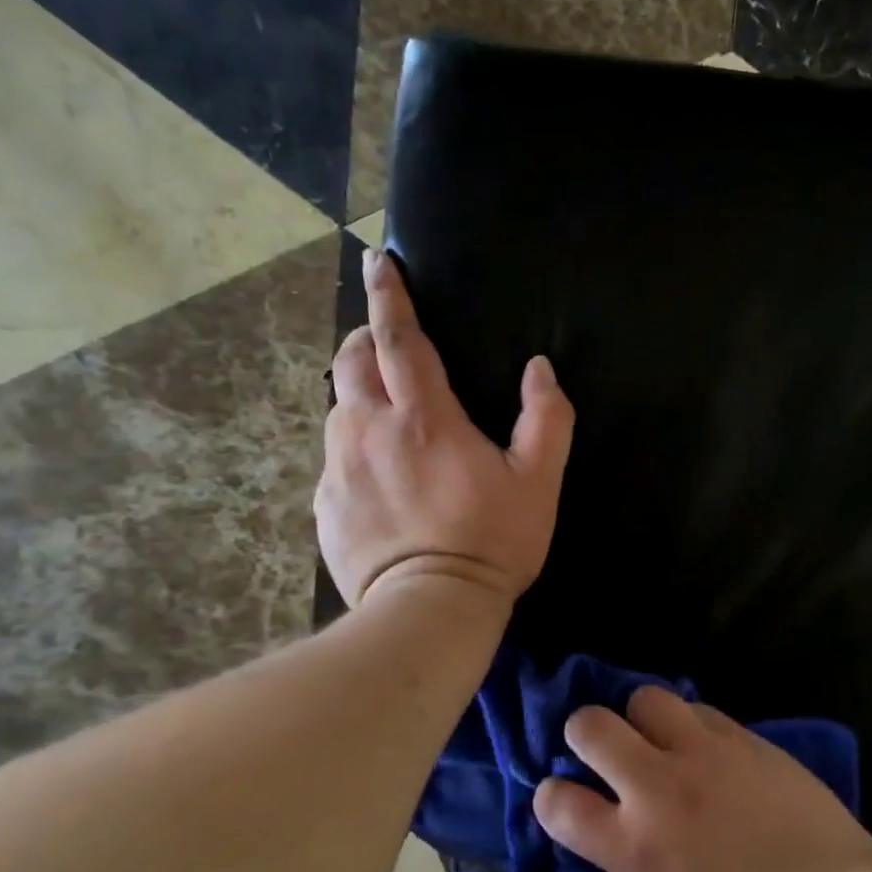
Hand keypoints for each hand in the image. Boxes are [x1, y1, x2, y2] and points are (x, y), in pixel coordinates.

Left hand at [316, 246, 573, 607]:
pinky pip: (334, 458)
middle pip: (352, 361)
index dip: (389, 295)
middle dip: (365, 338)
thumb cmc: (491, 542)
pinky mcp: (324, 503)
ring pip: (339, 408)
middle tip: (386, 345)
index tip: (378, 262)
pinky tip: (379, 479)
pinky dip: (354, 449)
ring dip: (360, 396)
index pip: (398, 337)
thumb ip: (546, 419)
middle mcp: (369, 429)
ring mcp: (339, 467)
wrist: (429, 609)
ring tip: (387, 418)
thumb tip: (540, 370)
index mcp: (424, 417)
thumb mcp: (538, 482)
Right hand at [533, 687, 871, 871]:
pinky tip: (701, 746)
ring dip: (638, 718)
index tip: (560, 797)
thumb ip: (626, 864)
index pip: (557, 802)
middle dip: (582, 733)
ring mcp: (703, 752)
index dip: (549, 796)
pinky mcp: (741, 735)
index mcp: (634, 847)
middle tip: (599, 751)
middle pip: (590, 725)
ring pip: (644, 697)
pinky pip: (697, 708)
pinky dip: (687, 724)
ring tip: (655, 739)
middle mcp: (659, 787)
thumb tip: (609, 824)